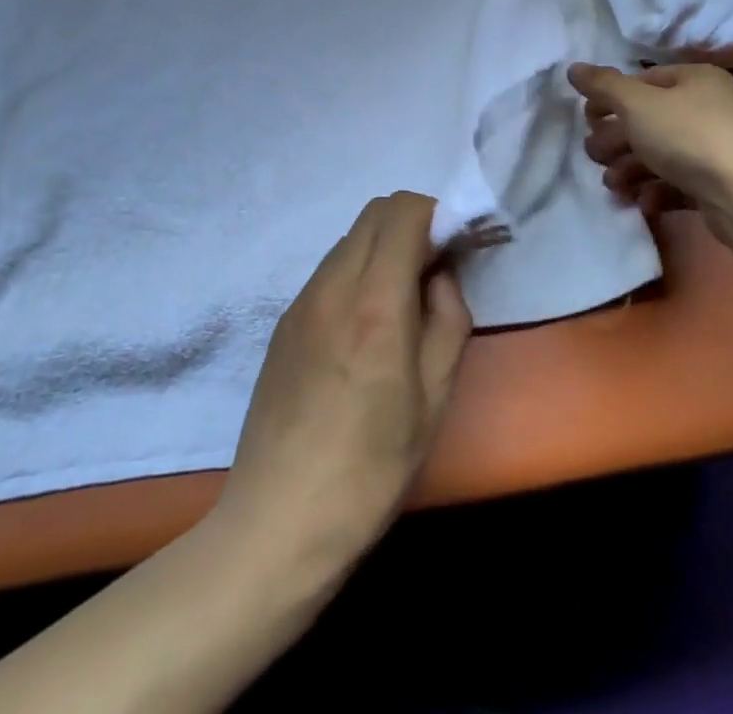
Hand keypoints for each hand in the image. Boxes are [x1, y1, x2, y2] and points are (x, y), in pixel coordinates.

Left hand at [216, 192, 471, 576]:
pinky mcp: (284, 321)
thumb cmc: (371, 468)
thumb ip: (447, 319)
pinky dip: (356, 271)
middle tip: (432, 272)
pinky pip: (328, 269)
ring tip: (398, 304)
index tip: (454, 248)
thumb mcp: (434, 400)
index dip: (437, 215)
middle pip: (374, 212)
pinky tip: (363, 328)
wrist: (278, 521)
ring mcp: (301, 300)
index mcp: (375, 303)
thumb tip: (439, 276)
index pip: (403, 211)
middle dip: (411, 224)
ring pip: (349, 239)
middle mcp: (333, 285)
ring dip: (382, 248)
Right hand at [566, 61, 732, 224]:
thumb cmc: (690, 136)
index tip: (589, 120)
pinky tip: (644, 202)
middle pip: (648, 120)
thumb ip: (603, 85)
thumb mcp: (637, 103)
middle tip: (597, 156)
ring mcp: (717, 148)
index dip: (611, 99)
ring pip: (661, 154)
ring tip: (614, 186)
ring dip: (630, 169)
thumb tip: (573, 68)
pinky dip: (656, 190)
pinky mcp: (720, 185)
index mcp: (694, 79)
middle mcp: (709, 108)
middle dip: (617, 140)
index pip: (642, 81)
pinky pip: (679, 183)